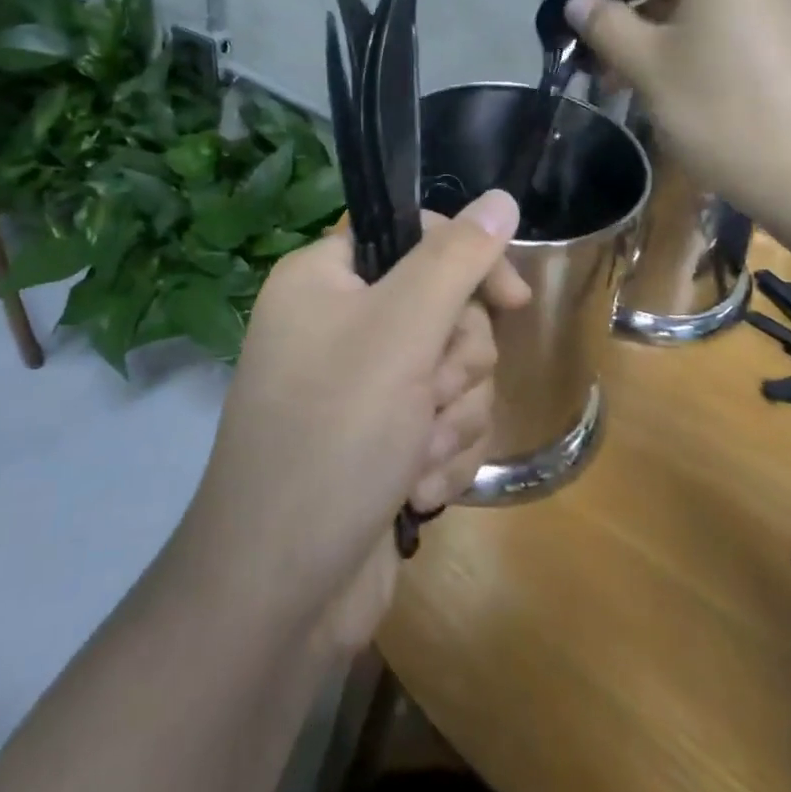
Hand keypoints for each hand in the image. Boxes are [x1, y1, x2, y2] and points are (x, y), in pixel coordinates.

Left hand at [180, 190, 528, 650]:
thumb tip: (501, 198)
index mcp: (325, 279)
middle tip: (426, 396)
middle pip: (444, 308)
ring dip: (450, 417)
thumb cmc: (333, 437)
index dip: (469, 262)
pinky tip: (413, 489)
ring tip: (412, 455)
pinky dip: (440, 455)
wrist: (279, 593)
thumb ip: (456, 259)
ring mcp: (361, 387)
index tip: (511, 300)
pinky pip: (443, 422)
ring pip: (453, 371)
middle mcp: (339, 324)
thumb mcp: (399, 332)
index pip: (416, 234)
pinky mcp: (382, 440)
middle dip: (454, 362)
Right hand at [564, 0, 790, 223]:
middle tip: (581, 26)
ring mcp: (766, 8)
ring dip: (641, 22)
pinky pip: (711, 22)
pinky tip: (648, 76)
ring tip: (605, 67)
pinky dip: (672, 39)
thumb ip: (607, 26)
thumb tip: (578, 3)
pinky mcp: (775, 42)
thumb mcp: (651, 67)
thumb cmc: (723, 112)